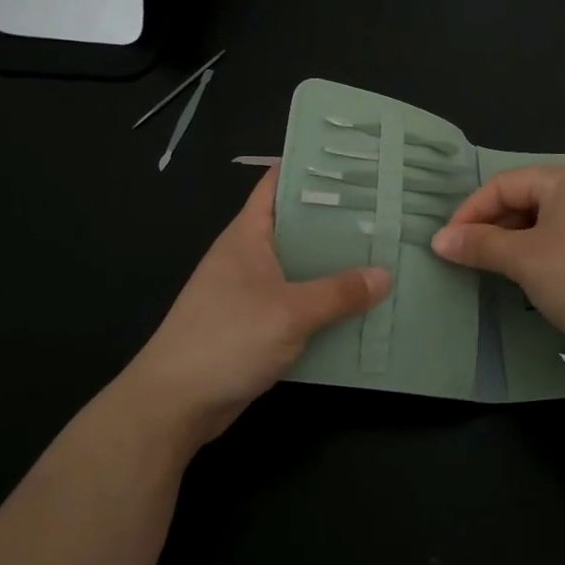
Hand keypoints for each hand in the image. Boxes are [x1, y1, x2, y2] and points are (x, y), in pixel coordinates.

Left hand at [118, 171, 389, 449]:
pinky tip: (362, 306)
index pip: (278, 184)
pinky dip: (327, 303)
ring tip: (386, 253)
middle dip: (338, 218)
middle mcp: (250, 256)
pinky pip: (301, 303)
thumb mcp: (290, 311)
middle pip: (298, 226)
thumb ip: (339, 293)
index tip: (355, 160)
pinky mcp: (260, 325)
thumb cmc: (227, 338)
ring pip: (303, 267)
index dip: (311, 167)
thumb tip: (385, 276)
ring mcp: (253, 292)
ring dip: (337, 265)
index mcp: (248, 235)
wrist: (176, 404)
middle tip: (387, 209)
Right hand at [431, 160, 564, 356]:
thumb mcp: (524, 260)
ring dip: (514, 241)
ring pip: (545, 219)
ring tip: (494, 267)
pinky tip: (531, 274)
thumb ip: (479, 245)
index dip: (471, 211)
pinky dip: (540, 250)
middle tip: (466, 256)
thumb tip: (439, 240)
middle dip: (492, 226)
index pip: (504, 184)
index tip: (447, 242)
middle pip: (525, 198)